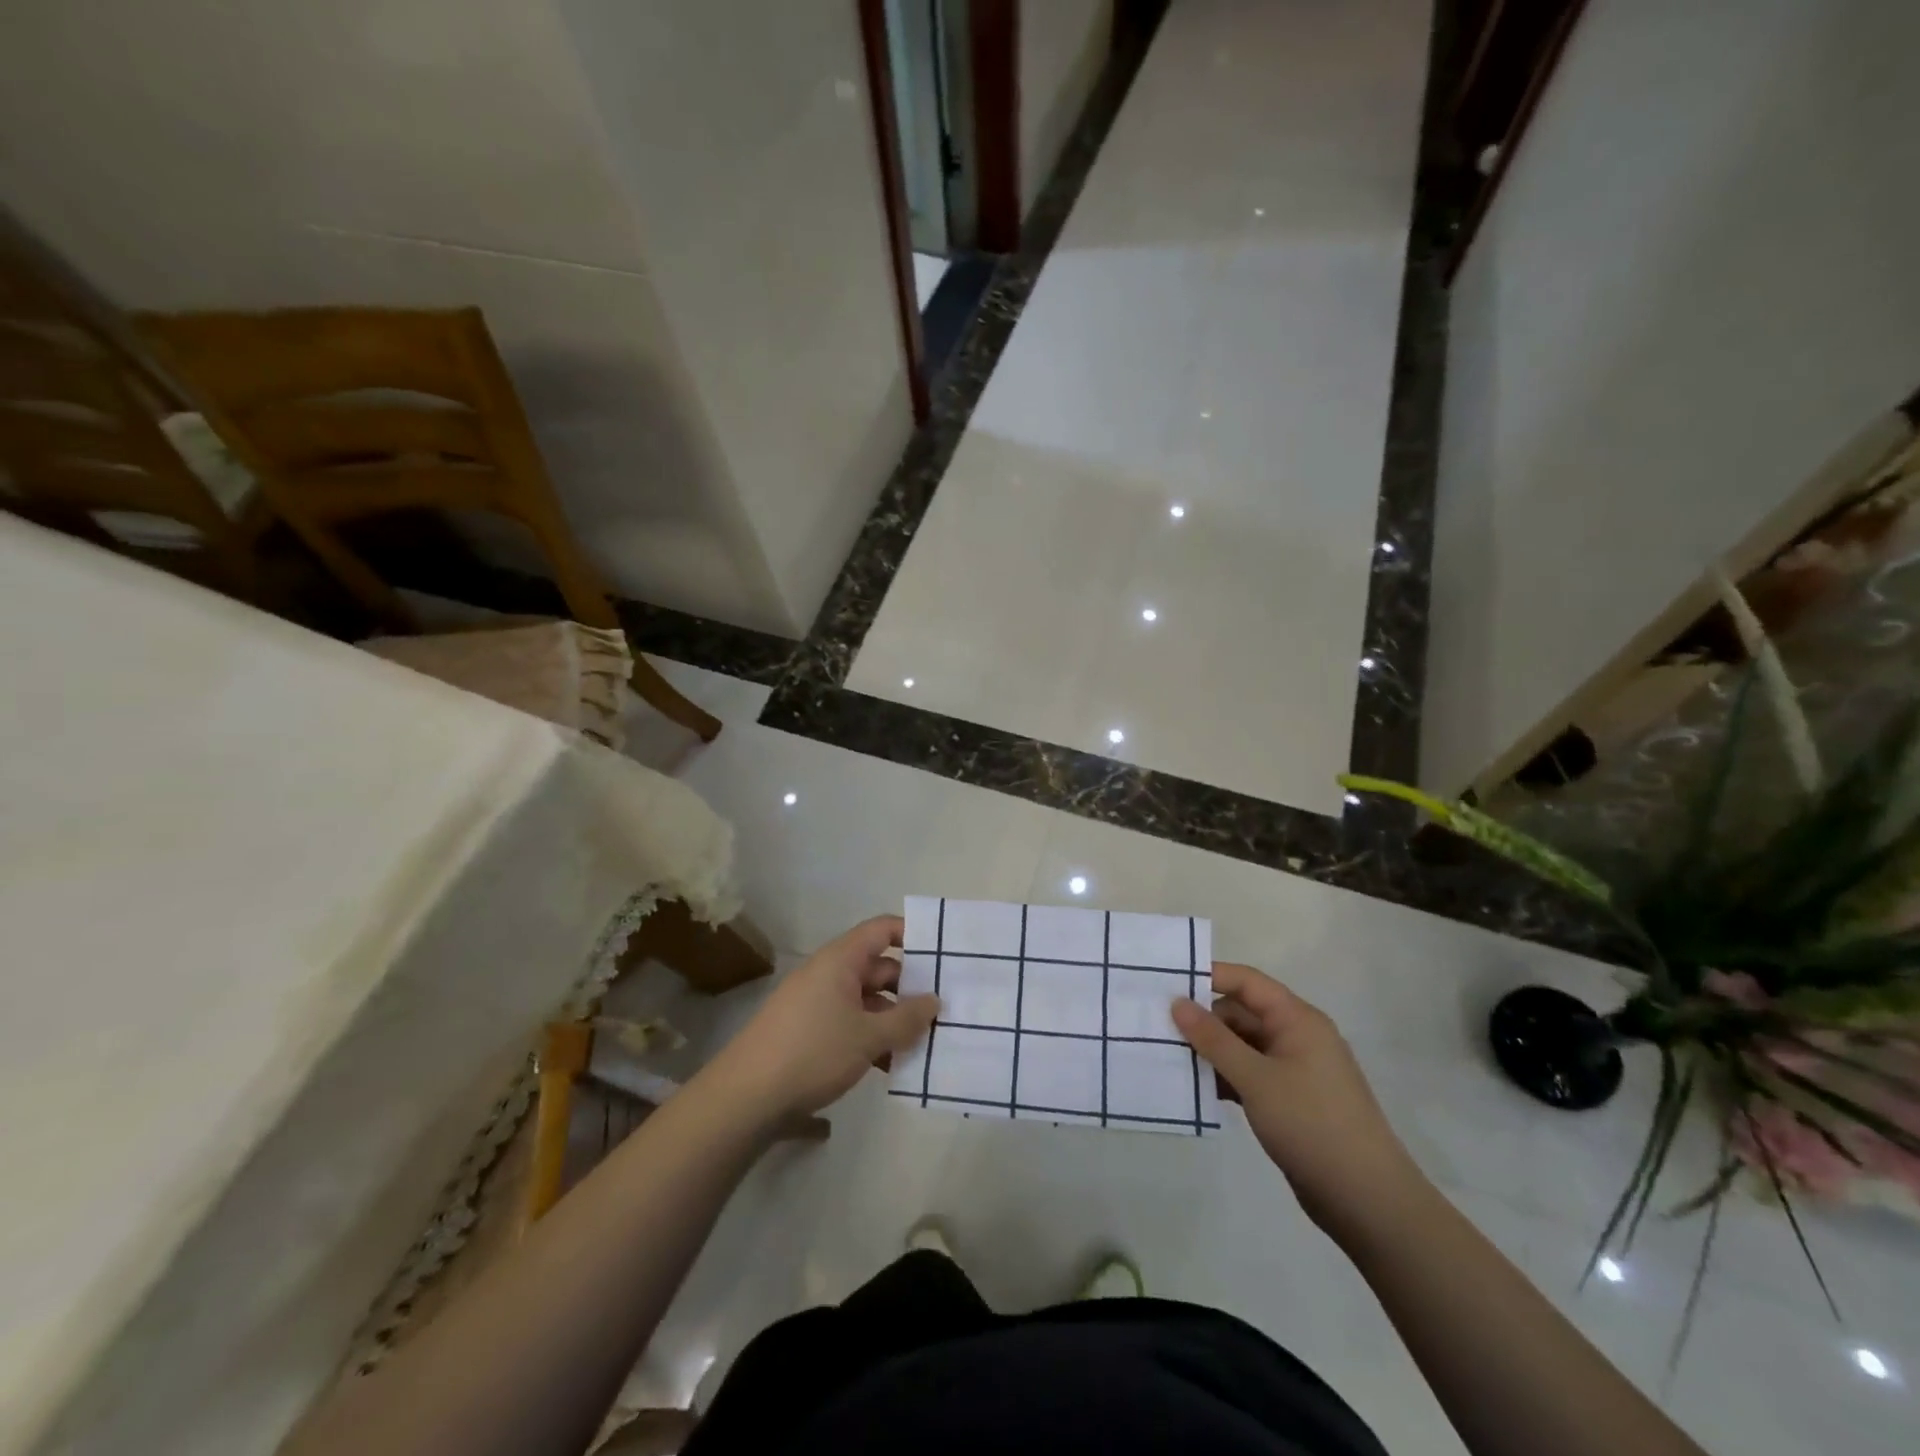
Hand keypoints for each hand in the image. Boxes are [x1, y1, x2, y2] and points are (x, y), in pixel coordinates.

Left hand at [707, 916, 939, 1123]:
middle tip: (942, 1010)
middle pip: (878, 967)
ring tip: (922, 1044)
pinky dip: (870, 1036)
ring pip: (865, 999)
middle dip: (909, 988)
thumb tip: (934, 1001)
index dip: (912, 936)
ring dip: (891, 1019)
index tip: (941, 957)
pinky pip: (848, 1021)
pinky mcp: (806, 1029)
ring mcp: (815, 1001)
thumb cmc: (813, 1053)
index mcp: (841, 959)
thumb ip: (907, 1019)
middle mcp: (827, 972)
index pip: (882, 930)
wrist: (745, 1097)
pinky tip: (890, 1065)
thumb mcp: (868, 1037)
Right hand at [1172, 963, 1420, 1233]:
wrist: (1368, 1201)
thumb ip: (1214, 1039)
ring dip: (1210, 1051)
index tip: (1166, 984)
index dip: (1208, 977)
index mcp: (1298, 1020)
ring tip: (1168, 1058)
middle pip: (1242, 1012)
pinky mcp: (1289, 1100)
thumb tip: (1177, 1002)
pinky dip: (1224, 1077)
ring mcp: (1294, 1070)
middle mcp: (1297, 1037)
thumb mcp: (1256, 1079)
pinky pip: (1249, 1074)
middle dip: (1203, 1019)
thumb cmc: (1312, 1125)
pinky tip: (1195, 1089)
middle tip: (1159, 1028)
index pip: (1247, 981)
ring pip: (1242, 1045)